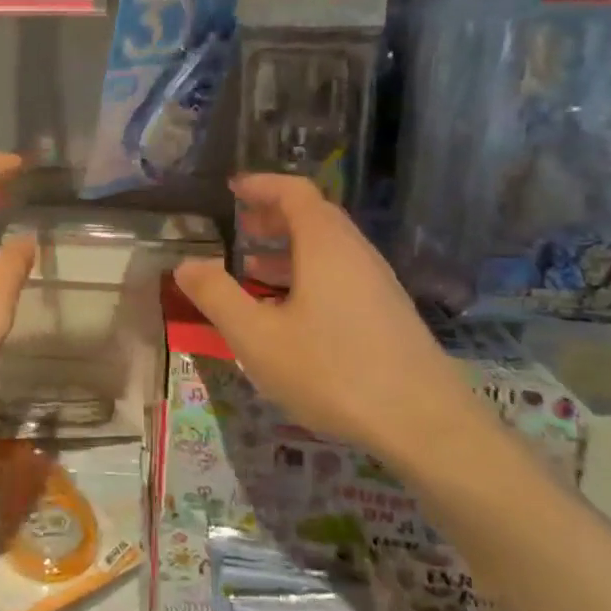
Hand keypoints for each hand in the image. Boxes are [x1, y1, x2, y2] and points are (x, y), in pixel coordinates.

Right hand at [173, 175, 479, 465]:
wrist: (424, 425)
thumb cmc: (331, 371)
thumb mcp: (256, 337)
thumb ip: (217, 296)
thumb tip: (185, 264)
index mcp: (325, 246)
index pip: (295, 192)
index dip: (262, 185)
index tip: (232, 190)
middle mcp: (356, 254)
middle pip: (314, 217)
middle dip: (273, 216)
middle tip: (239, 226)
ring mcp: (378, 284)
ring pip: (329, 249)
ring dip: (289, 249)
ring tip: (253, 269)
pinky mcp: (388, 314)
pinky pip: (341, 275)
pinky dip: (308, 274)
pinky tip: (290, 312)